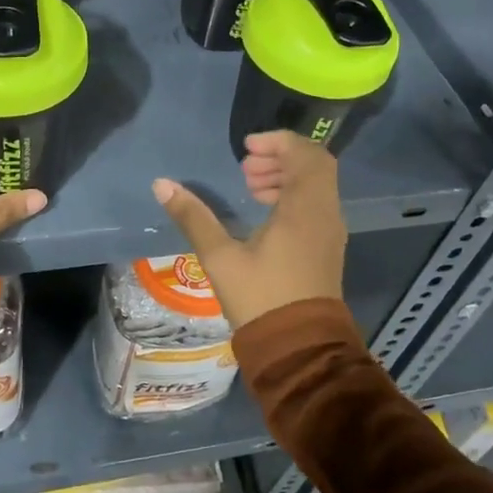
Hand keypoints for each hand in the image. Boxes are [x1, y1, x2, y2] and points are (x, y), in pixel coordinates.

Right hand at [151, 131, 345, 329]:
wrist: (298, 349)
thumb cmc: (260, 298)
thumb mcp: (220, 257)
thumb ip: (193, 217)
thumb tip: (161, 184)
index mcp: (305, 208)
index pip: (304, 154)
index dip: (277, 142)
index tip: (246, 148)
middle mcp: (325, 213)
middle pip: (314, 165)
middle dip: (281, 157)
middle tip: (246, 167)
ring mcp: (331, 232)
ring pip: (316, 186)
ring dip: (287, 176)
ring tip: (250, 187)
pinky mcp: (328, 248)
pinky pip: (316, 205)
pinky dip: (294, 195)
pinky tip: (264, 213)